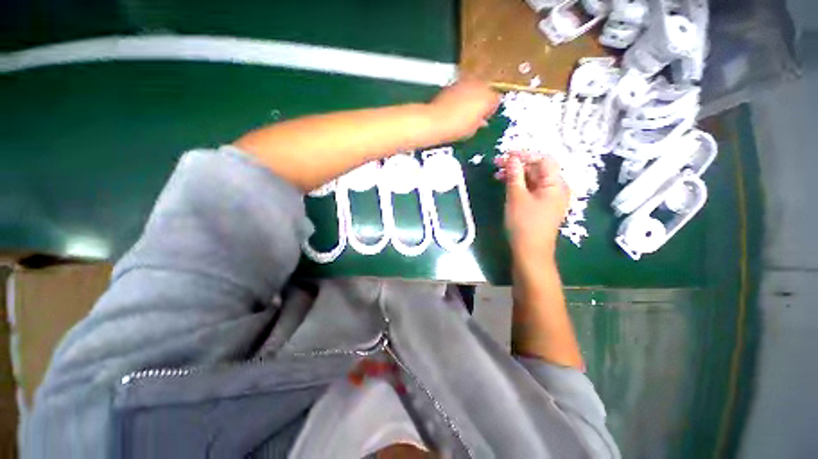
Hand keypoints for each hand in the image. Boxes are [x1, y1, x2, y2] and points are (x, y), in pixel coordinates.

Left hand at [428, 79, 499, 140]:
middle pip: (486, 89)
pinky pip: (462, 88)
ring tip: (465, 110)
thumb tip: (481, 121)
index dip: (490, 110)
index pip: (496, 100)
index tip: (485, 118)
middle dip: (482, 100)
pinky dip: (461, 95)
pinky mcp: (452, 84)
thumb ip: (480, 122)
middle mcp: (479, 84)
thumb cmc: (457, 128)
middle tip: (476, 113)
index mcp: (488, 96)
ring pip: (474, 86)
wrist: (435, 121)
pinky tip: (456, 106)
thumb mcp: (473, 129)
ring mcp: (465, 82)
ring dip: (472, 95)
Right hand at [496, 152, 569, 257]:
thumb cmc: (524, 223)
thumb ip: (515, 175)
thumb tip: (512, 158)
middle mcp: (557, 188)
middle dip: (518, 165)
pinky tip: (507, 185)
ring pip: (533, 179)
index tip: (506, 154)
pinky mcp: (542, 206)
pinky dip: (520, 185)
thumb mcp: (516, 196)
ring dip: (516, 175)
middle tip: (497, 164)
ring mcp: (550, 198)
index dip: (525, 155)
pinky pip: (532, 190)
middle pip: (538, 169)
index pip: (543, 160)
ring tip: (498, 175)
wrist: (530, 252)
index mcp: (556, 184)